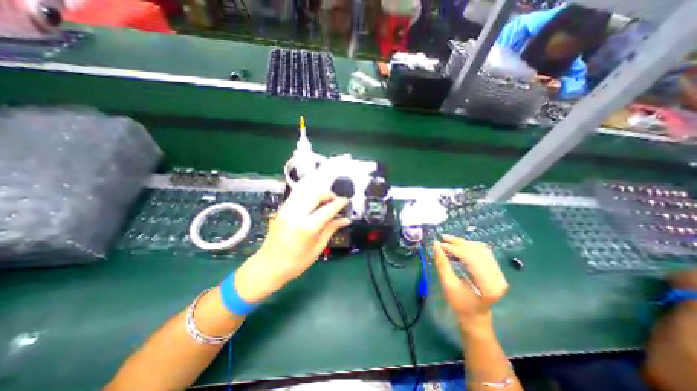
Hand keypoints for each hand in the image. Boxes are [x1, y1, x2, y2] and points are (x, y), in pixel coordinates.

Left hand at [234, 173, 351, 302]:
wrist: (269, 265)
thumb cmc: (297, 261)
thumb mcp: (318, 247)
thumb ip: (331, 229)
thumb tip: (346, 220)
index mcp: (308, 227)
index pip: (328, 208)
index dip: (340, 203)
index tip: (346, 201)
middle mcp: (297, 214)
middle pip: (316, 193)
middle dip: (329, 194)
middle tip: (335, 201)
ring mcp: (287, 210)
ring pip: (305, 190)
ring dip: (318, 192)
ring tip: (325, 200)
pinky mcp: (281, 209)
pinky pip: (296, 194)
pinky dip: (307, 193)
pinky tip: (312, 200)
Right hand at [435, 233, 510, 330]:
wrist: (474, 315)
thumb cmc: (459, 303)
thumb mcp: (448, 284)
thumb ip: (442, 263)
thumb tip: (435, 244)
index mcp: (488, 285)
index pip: (471, 258)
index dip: (454, 248)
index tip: (439, 244)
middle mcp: (498, 277)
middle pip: (477, 251)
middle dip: (458, 243)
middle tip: (442, 238)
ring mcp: (500, 273)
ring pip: (480, 249)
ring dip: (463, 243)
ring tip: (449, 240)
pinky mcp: (497, 269)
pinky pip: (483, 251)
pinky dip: (470, 246)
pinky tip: (459, 245)